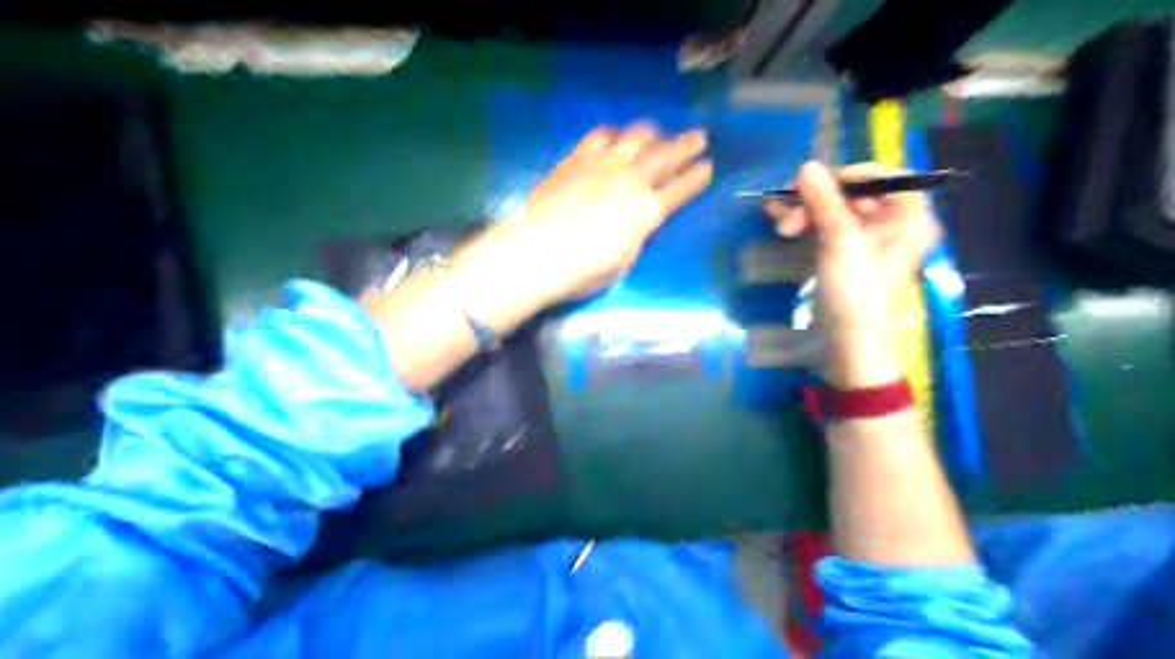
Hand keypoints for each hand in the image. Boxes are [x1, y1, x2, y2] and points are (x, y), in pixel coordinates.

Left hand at [466, 120, 705, 304]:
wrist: (538, 250)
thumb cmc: (583, 270)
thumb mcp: (623, 261)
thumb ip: (636, 236)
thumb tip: (638, 222)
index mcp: (647, 211)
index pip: (681, 190)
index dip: (697, 178)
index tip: (708, 167)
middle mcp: (631, 180)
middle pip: (666, 157)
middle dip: (687, 146)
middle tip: (700, 136)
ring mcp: (604, 164)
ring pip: (637, 138)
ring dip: (654, 134)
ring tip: (661, 132)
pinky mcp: (577, 158)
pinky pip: (601, 135)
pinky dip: (614, 133)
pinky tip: (617, 136)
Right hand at [767, 163, 942, 386]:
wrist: (848, 346)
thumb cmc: (855, 294)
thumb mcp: (841, 243)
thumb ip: (825, 201)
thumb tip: (806, 165)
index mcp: (908, 217)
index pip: (883, 176)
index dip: (847, 175)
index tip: (814, 184)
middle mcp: (892, 224)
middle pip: (853, 193)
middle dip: (816, 199)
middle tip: (786, 212)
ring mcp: (868, 241)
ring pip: (834, 211)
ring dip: (804, 212)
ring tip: (777, 223)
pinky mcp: (846, 256)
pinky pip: (826, 229)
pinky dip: (805, 224)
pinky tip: (780, 224)